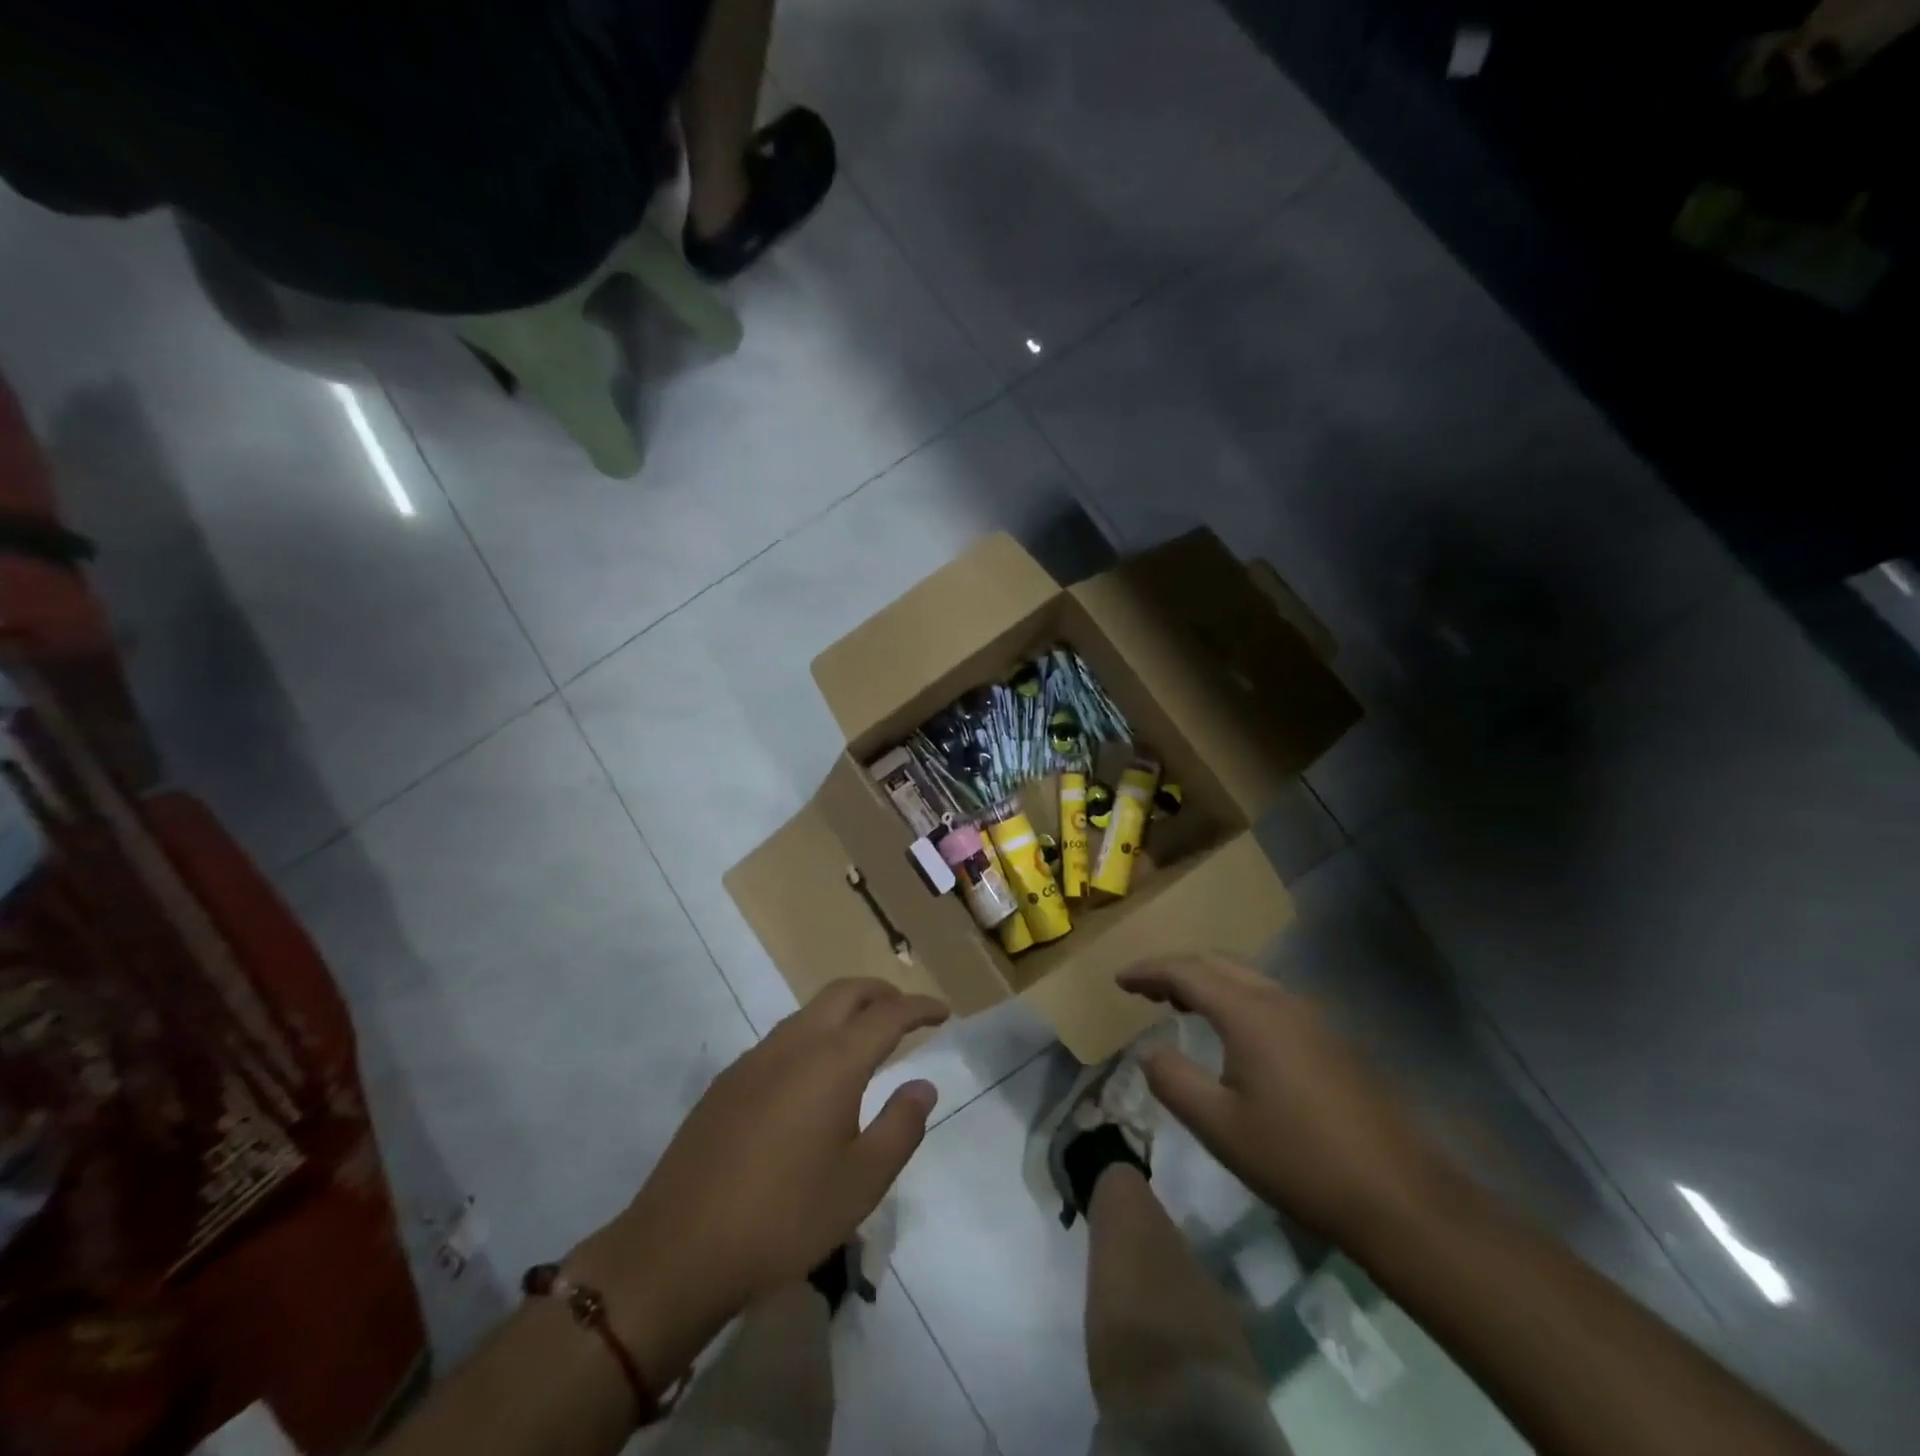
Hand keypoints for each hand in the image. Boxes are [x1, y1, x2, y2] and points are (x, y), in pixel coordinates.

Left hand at [570, 979, 947, 1372]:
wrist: (678, 1250)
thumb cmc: (784, 1219)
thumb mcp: (860, 1183)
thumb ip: (900, 1127)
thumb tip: (923, 1085)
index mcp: (832, 1062)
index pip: (887, 1015)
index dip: (919, 1008)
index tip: (943, 1011)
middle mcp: (794, 1044)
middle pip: (844, 992)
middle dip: (881, 993)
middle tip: (906, 1012)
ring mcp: (755, 1059)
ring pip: (810, 1011)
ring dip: (845, 1011)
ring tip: (866, 1040)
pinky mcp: (728, 1081)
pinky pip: (783, 1037)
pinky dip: (814, 1034)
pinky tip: (814, 1077)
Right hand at [1119, 954, 1454, 1245]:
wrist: (1399, 1197)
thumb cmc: (1298, 1160)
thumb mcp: (1219, 1127)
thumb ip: (1173, 1081)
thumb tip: (1148, 1051)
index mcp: (1248, 1012)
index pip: (1186, 971)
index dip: (1148, 971)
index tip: (1119, 980)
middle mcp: (1280, 1000)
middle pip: (1217, 963)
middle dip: (1176, 969)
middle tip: (1144, 989)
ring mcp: (1311, 1017)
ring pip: (1246, 977)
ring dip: (1207, 981)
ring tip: (1178, 1004)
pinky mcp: (1330, 1039)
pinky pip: (1267, 997)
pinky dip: (1234, 998)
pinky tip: (1231, 1032)